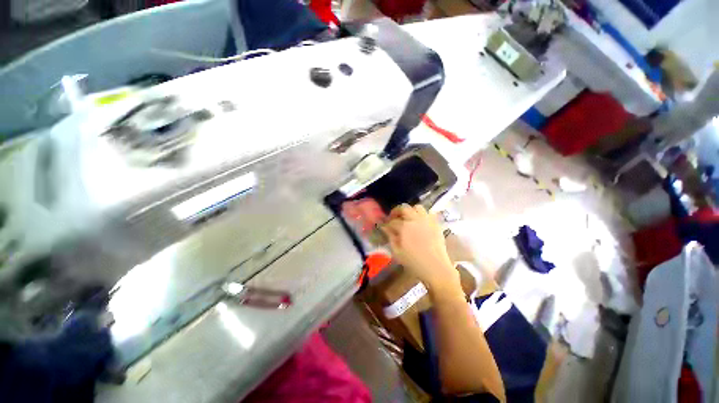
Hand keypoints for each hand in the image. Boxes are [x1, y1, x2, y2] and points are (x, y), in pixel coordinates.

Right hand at [381, 205, 459, 293]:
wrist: (436, 267)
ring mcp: (427, 220)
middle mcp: (415, 219)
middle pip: (404, 208)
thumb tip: (385, 228)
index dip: (387, 224)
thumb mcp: (397, 252)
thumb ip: (390, 237)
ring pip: (417, 207)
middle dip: (396, 212)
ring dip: (410, 210)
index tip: (384, 227)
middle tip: (394, 218)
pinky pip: (428, 213)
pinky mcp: (436, 223)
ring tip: (408, 218)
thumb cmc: (414, 262)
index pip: (392, 221)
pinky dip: (422, 214)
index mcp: (404, 227)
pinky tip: (419, 222)